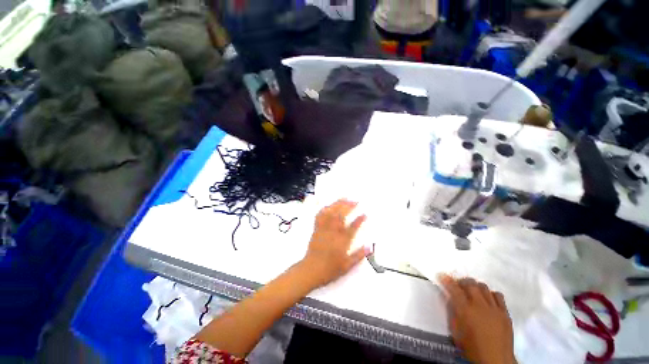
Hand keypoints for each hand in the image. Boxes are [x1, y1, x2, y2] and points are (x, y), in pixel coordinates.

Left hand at [301, 199, 368, 287]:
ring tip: (345, 199)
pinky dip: (325, 209)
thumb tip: (369, 247)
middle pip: (341, 216)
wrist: (310, 270)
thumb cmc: (329, 270)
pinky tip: (329, 205)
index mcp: (341, 242)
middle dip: (348, 206)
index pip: (352, 228)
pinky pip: (320, 216)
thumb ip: (358, 256)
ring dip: (338, 204)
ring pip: (331, 213)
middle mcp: (333, 233)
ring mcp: (324, 229)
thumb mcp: (347, 267)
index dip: (359, 220)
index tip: (364, 213)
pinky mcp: (316, 229)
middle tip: (355, 201)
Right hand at [439, 274, 515, 363]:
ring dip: (476, 286)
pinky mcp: (505, 313)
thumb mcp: (456, 331)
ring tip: (473, 291)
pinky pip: (498, 296)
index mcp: (465, 311)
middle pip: (470, 284)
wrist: (495, 360)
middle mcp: (479, 306)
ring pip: (484, 287)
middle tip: (458, 284)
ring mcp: (494, 308)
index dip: (447, 280)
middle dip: (462, 281)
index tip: (442, 276)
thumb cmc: (472, 347)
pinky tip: (487, 299)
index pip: (454, 289)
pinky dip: (490, 294)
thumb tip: (450, 299)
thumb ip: (452, 312)